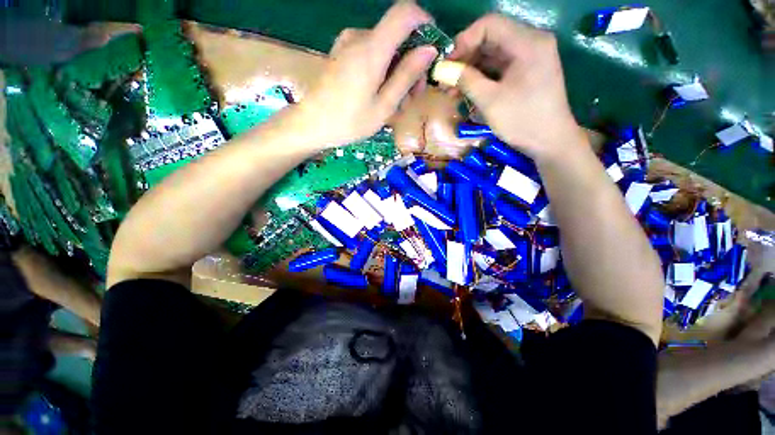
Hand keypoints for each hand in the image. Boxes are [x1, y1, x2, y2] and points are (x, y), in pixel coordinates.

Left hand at [295, 3, 437, 147]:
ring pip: (385, 47)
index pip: (405, 12)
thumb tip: (429, 50)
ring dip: (397, 72)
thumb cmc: (350, 122)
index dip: (424, 24)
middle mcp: (359, 37)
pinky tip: (381, 95)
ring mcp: (348, 44)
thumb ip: (407, 75)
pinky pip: (371, 53)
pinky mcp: (342, 53)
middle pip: (397, 35)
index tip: (432, 51)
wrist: (312, 124)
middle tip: (412, 96)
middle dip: (411, 62)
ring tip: (397, 103)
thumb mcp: (384, 106)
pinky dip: (382, 71)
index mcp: (371, 49)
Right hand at [449, 14, 584, 160]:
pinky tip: (466, 92)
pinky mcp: (525, 72)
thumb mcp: (490, 101)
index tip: (446, 64)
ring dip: (470, 71)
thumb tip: (442, 70)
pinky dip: (481, 78)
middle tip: (445, 80)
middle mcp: (530, 42)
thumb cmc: (522, 120)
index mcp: (527, 42)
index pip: (489, 25)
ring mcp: (529, 57)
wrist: (550, 141)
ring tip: (451, 91)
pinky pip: (498, 68)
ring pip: (492, 55)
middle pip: (490, 39)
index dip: (464, 41)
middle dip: (465, 59)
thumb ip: (466, 80)